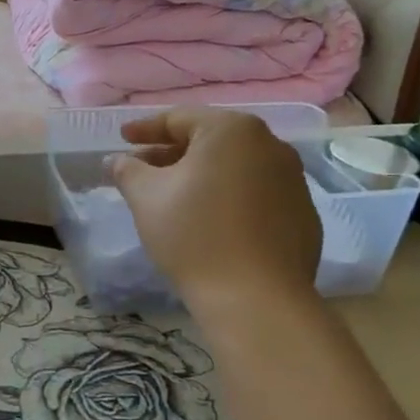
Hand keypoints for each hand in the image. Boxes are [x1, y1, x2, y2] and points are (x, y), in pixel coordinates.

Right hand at [111, 108, 321, 314]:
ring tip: (175, 196)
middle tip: (143, 169)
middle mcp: (270, 145)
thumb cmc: (194, 235)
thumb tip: (115, 160)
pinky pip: (257, 194)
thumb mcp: (146, 197)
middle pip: (210, 141)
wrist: (256, 300)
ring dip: (202, 175)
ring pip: (236, 167)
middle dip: (172, 153)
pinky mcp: (304, 215)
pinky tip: (211, 221)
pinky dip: (230, 198)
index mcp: (232, 130)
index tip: (122, 140)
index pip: (179, 119)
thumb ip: (127, 170)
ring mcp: (293, 180)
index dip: (145, 129)